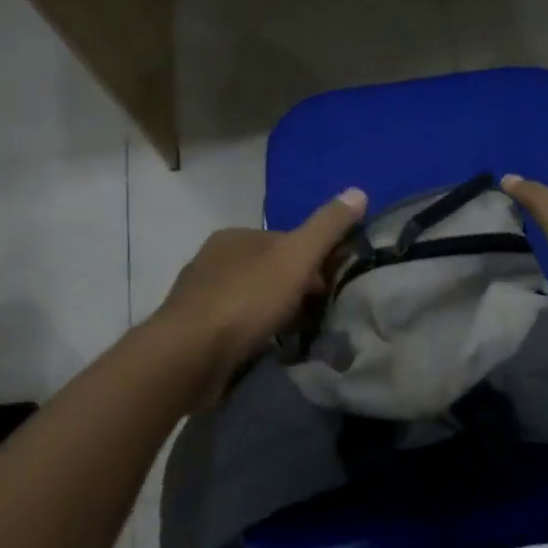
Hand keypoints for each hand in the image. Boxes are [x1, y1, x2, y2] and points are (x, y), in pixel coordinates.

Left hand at [155, 187, 367, 385]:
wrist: (189, 356)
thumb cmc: (246, 300)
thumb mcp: (296, 257)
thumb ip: (327, 227)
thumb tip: (358, 191)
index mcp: (235, 235)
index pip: (285, 240)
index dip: (312, 259)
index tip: (331, 286)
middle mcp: (213, 259)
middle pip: (268, 269)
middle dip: (294, 288)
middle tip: (318, 313)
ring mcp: (201, 296)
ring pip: (252, 298)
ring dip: (274, 312)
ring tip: (296, 334)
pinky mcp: (194, 331)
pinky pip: (236, 325)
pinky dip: (254, 332)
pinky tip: (266, 347)